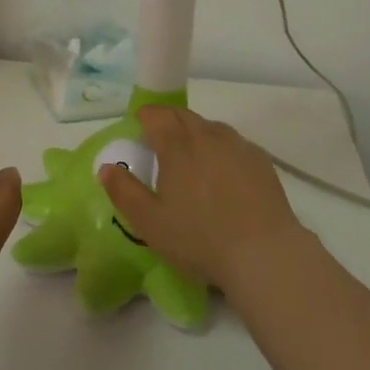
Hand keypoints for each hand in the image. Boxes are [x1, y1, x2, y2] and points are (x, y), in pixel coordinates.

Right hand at [97, 105, 307, 292]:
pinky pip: (233, 143)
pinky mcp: (260, 160)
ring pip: (210, 127)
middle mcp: (207, 135)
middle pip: (183, 116)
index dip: (145, 117)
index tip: (138, 125)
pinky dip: (220, 148)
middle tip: (159, 138)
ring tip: (190, 155)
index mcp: (177, 146)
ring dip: (195, 132)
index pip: (156, 116)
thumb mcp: (150, 223)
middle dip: (168, 121)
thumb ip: (124, 192)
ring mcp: (237, 145)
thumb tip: (106, 167)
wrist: (263, 252)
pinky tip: (221, 171)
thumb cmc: (199, 239)